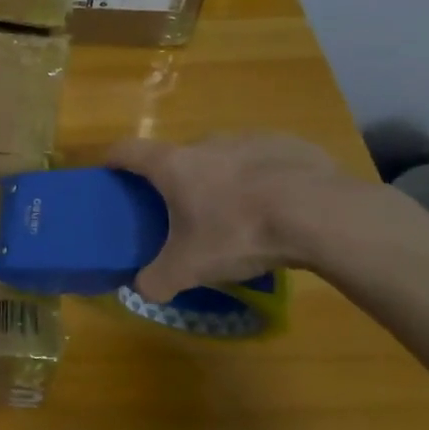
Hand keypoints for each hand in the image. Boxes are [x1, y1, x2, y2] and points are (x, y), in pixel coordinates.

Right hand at [104, 133, 348, 299]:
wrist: (319, 214)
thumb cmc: (239, 231)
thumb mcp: (191, 267)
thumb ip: (158, 279)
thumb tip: (142, 290)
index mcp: (173, 165)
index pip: (127, 150)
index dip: (112, 159)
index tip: (108, 172)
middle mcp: (206, 142)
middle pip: (178, 156)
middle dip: (175, 179)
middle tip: (182, 212)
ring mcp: (249, 139)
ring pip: (223, 158)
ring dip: (221, 179)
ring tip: (236, 214)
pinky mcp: (289, 145)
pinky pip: (265, 161)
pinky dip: (262, 180)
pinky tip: (279, 209)